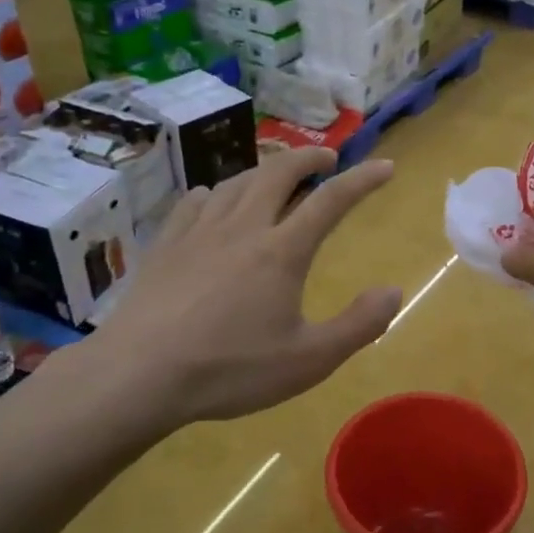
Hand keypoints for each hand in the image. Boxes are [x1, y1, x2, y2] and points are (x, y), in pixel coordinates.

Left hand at [48, 149, 400, 434]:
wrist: (139, 374)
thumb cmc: (230, 369)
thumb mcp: (309, 360)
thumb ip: (359, 326)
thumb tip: (394, 291)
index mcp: (282, 251)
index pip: (331, 200)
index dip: (363, 180)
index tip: (386, 166)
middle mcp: (243, 228)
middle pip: (279, 174)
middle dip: (308, 159)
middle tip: (326, 158)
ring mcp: (199, 233)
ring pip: (236, 182)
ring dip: (264, 170)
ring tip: (276, 175)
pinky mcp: (166, 246)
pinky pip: (194, 202)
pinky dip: (215, 192)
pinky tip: (212, 200)